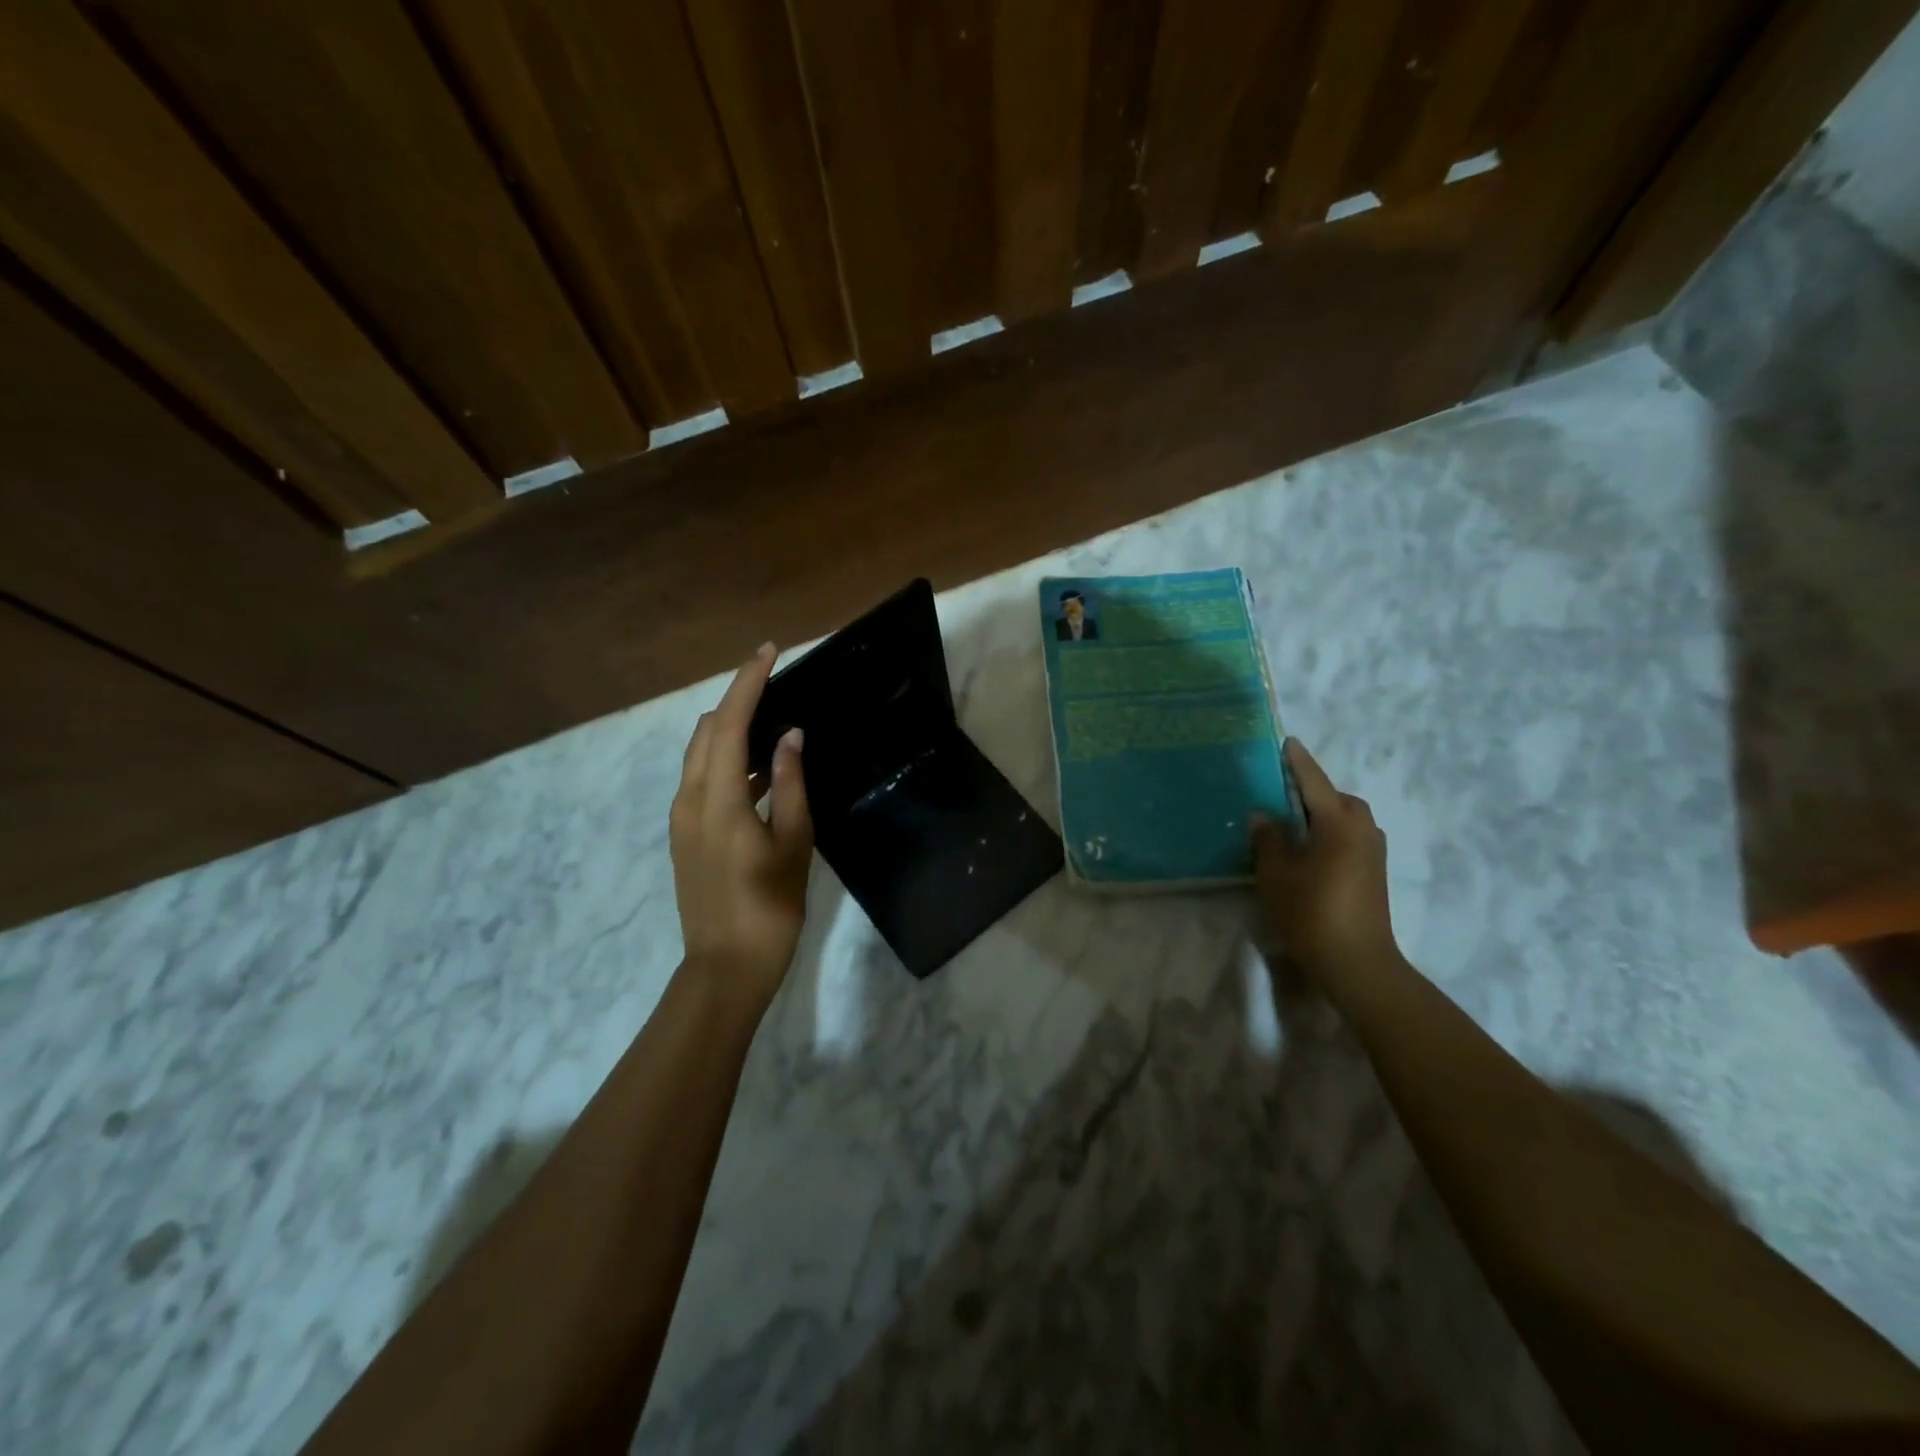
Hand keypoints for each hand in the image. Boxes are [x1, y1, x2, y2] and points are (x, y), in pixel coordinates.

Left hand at [670, 643, 813, 1010]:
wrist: (725, 968)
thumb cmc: (769, 906)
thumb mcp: (792, 842)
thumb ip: (790, 783)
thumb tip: (790, 735)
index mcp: (716, 800)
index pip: (727, 723)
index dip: (747, 683)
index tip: (768, 651)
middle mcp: (688, 800)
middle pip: (705, 732)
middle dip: (735, 701)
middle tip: (775, 686)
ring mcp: (681, 820)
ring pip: (700, 756)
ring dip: (731, 732)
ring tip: (774, 726)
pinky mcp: (684, 836)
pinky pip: (702, 780)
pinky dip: (727, 762)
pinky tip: (761, 773)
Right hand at [1251, 739, 1398, 979]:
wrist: (1356, 962)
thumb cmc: (1311, 912)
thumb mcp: (1277, 874)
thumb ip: (1269, 839)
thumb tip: (1263, 815)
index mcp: (1338, 822)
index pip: (1314, 782)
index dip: (1298, 762)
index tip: (1287, 742)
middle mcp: (1362, 829)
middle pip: (1337, 798)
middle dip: (1313, 791)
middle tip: (1282, 794)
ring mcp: (1373, 852)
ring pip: (1347, 818)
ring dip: (1324, 813)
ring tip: (1294, 823)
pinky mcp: (1375, 872)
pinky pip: (1351, 836)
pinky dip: (1332, 832)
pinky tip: (1312, 849)